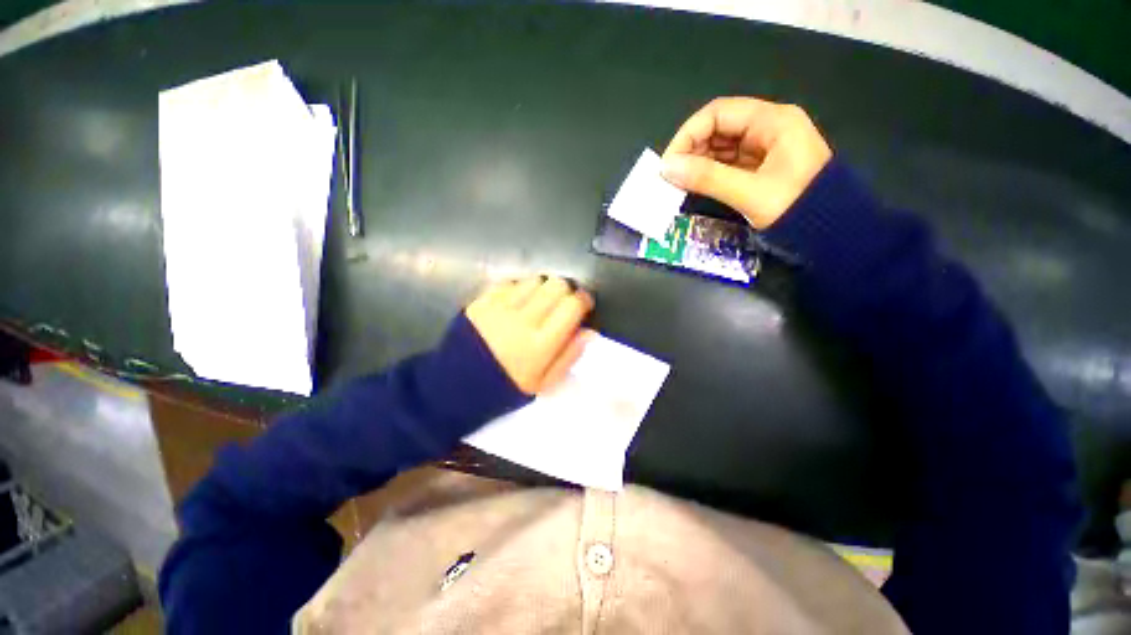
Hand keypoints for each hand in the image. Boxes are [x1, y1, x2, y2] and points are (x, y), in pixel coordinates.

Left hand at [465, 276, 594, 394]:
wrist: (455, 386)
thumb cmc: (505, 387)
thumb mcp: (543, 384)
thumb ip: (569, 356)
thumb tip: (590, 331)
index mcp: (541, 344)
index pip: (572, 306)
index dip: (584, 300)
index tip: (584, 304)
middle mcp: (523, 319)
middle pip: (556, 285)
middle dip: (565, 290)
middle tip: (561, 303)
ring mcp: (500, 307)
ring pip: (535, 280)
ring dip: (542, 288)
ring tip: (538, 303)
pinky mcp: (482, 301)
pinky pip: (510, 282)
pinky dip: (519, 288)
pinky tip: (516, 302)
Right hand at [661, 97, 832, 228]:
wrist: (832, 233)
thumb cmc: (797, 208)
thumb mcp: (749, 192)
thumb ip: (707, 178)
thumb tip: (667, 168)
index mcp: (773, 121)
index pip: (719, 113)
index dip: (688, 134)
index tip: (669, 163)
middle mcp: (769, 128)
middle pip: (719, 128)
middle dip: (691, 150)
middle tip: (671, 177)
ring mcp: (766, 149)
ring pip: (722, 147)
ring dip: (698, 163)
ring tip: (678, 183)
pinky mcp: (762, 168)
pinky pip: (729, 164)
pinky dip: (710, 173)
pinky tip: (695, 185)